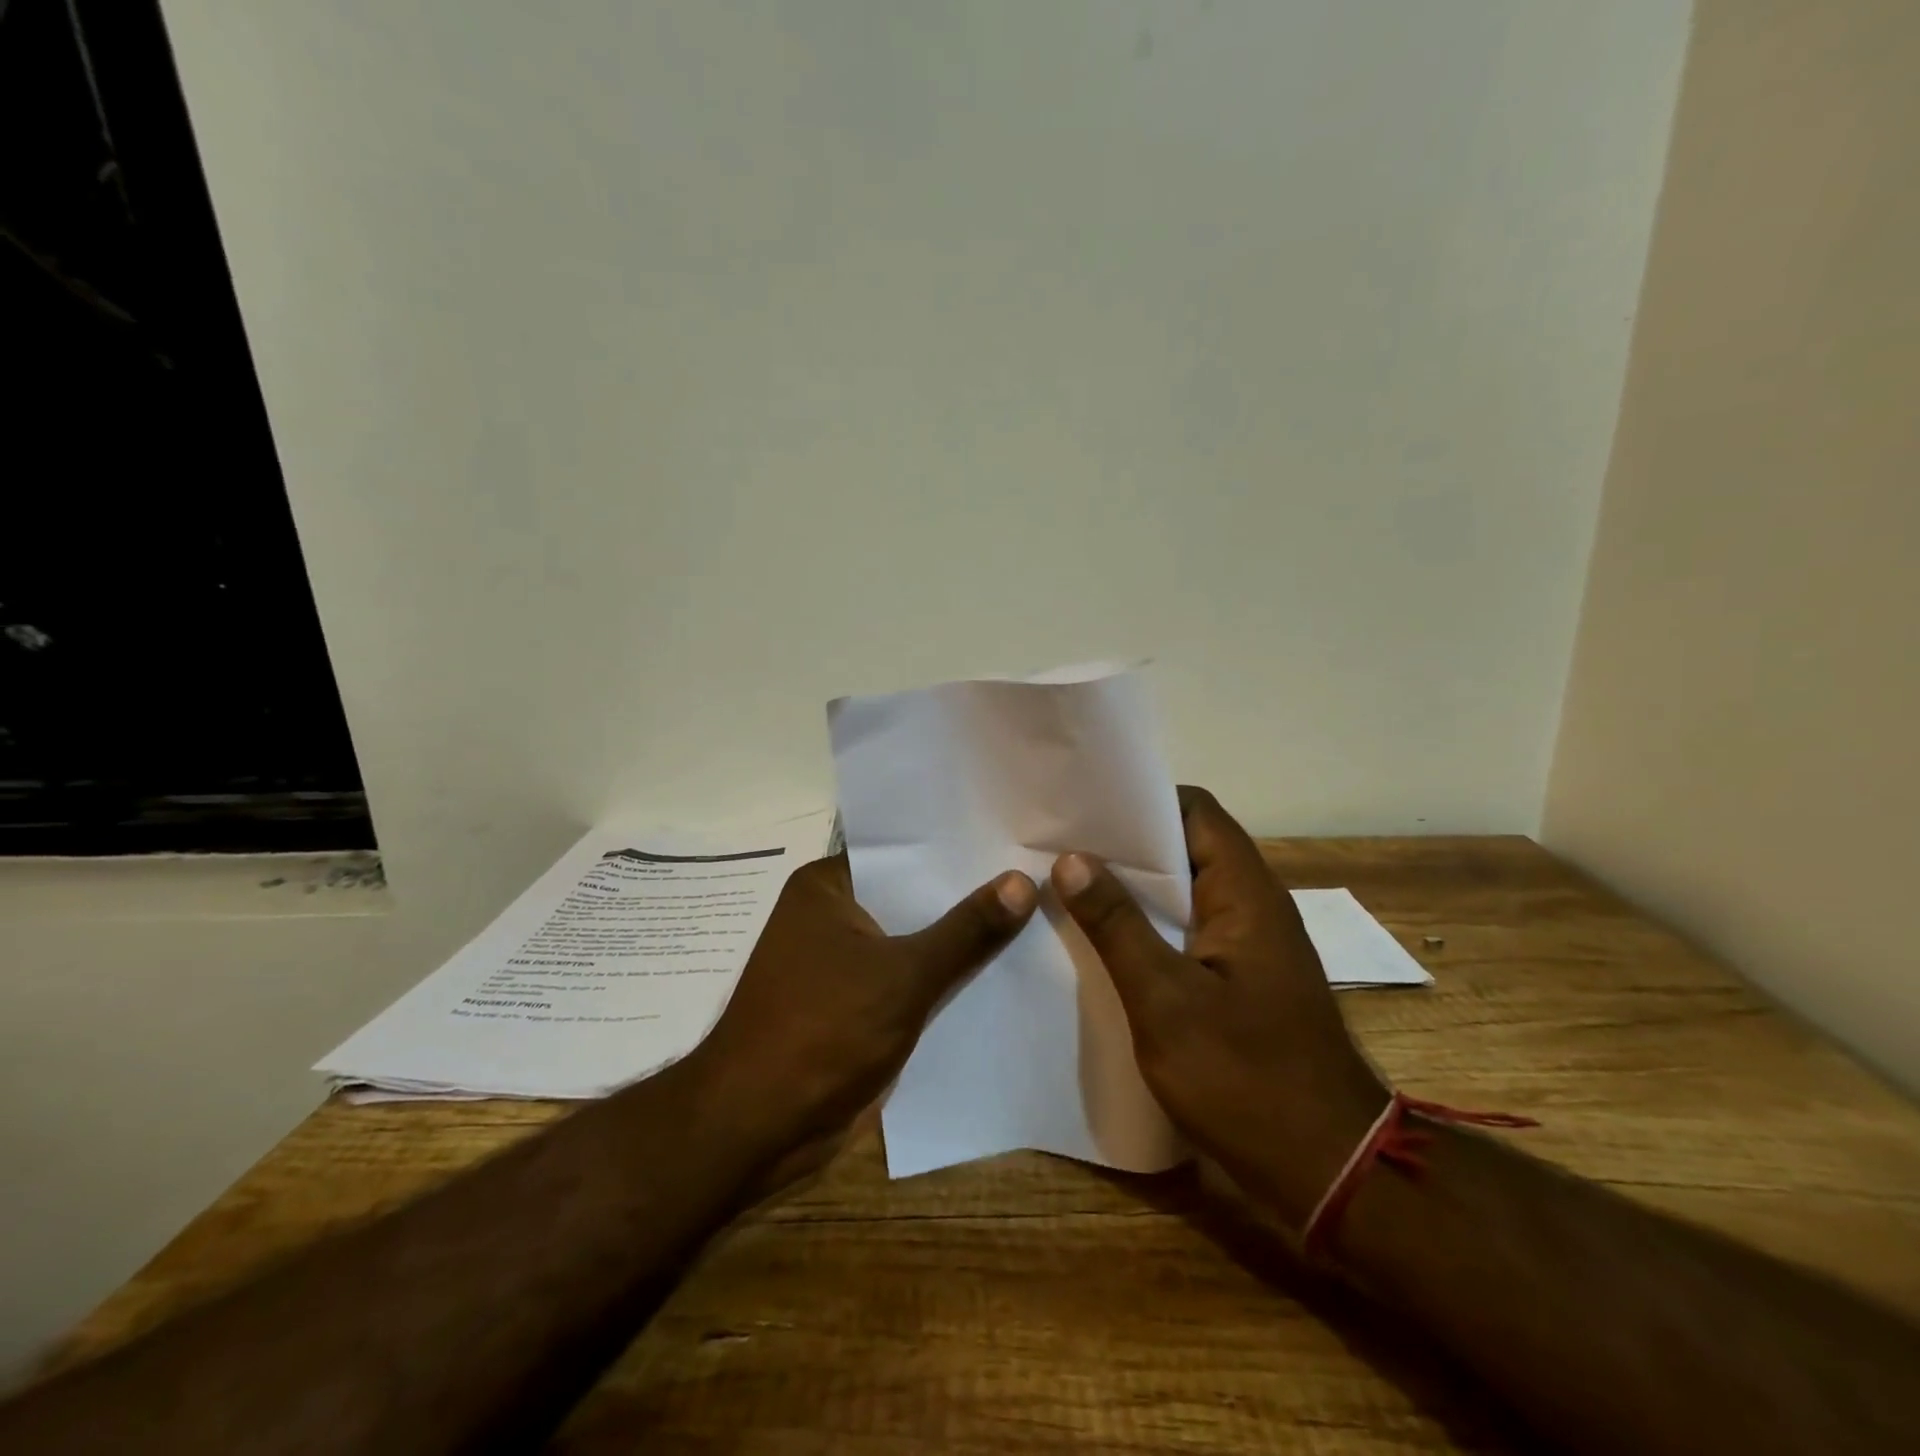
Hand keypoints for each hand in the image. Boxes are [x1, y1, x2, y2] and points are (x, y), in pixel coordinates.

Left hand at [692, 853, 1037, 1163]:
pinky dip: (942, 975)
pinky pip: (908, 976)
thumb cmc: (822, 1031)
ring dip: (958, 937)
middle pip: (911, 893)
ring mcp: (841, 960)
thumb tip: (1023, 880)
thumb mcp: (904, 975)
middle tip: (1037, 871)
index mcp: (828, 886)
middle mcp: (832, 914)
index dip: (957, 844)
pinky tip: (1000, 968)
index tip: (1013, 835)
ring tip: (1034, 912)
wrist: (758, 1128)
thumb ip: (966, 930)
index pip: (903, 849)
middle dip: (966, 892)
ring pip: (913, 937)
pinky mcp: (853, 1003)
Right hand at [1052, 786, 1388, 1226]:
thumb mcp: (1165, 1000)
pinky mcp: (1242, 978)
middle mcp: (1253, 905)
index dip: (1142, 800)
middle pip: (1188, 846)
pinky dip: (1149, 924)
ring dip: (1134, 887)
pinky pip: (1189, 929)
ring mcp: (1250, 944)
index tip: (1085, 808)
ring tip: (1069, 884)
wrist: (1327, 1168)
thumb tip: (1072, 858)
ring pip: (1186, 890)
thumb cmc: (1244, 1077)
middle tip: (1061, 845)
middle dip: (1126, 844)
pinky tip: (1103, 939)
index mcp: (1245, 893)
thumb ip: (1117, 924)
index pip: (1196, 811)